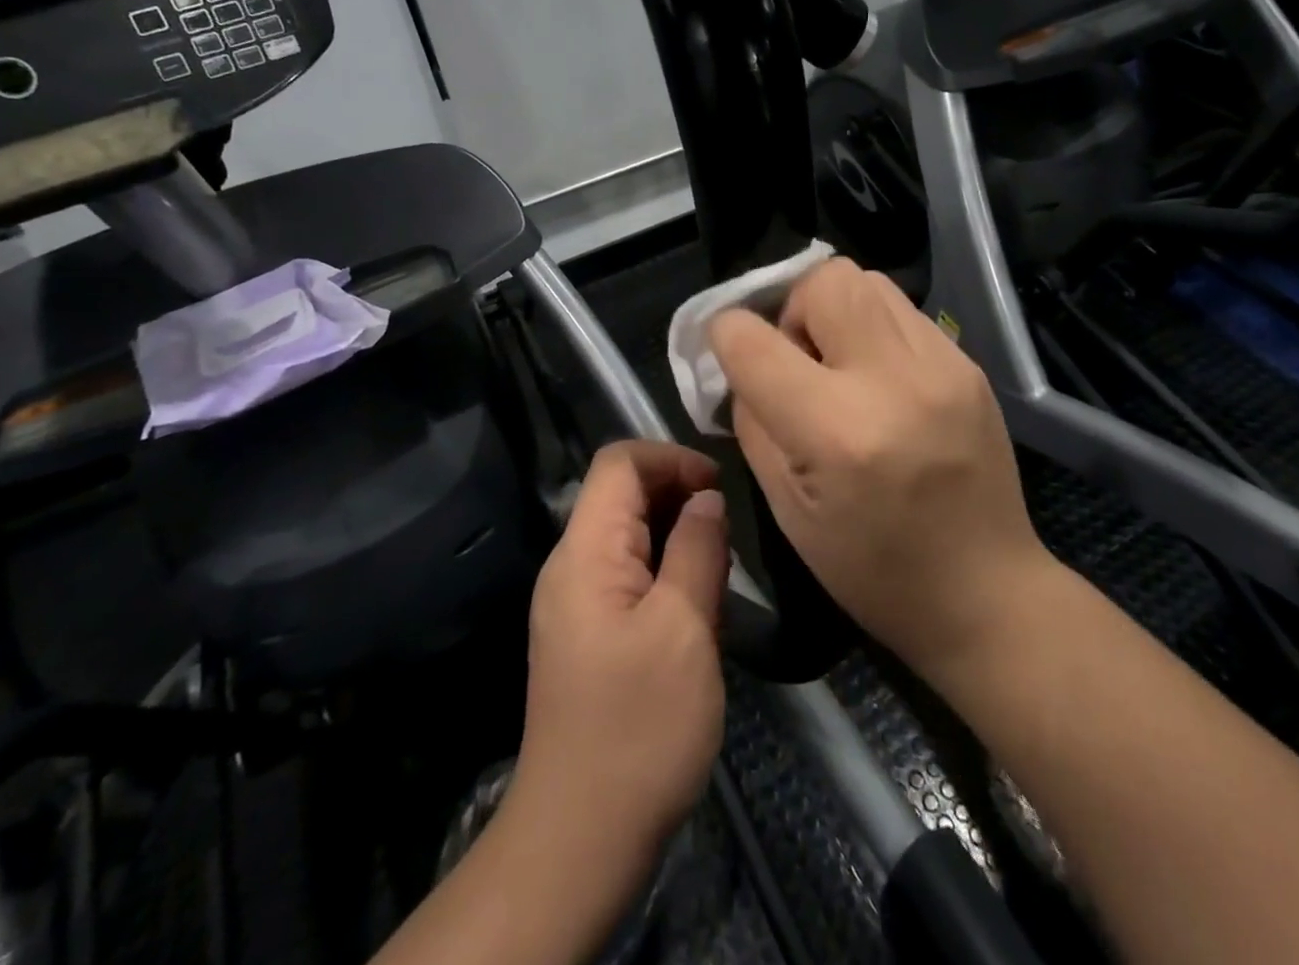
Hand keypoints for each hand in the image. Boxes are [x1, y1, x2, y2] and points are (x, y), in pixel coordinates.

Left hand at [512, 440, 728, 874]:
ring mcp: (575, 602)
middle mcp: (571, 565)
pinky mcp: (587, 634)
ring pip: (628, 534)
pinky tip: (697, 607)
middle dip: (678, 495)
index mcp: (585, 552)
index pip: (619, 462)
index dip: (672, 458)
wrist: (581, 839)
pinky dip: (665, 570)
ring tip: (719, 571)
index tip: (720, 487)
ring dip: (676, 536)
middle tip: (727, 533)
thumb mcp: (684, 629)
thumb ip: (697, 550)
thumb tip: (707, 497)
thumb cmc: (639, 728)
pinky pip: (627, 574)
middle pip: (621, 493)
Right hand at [709, 258, 1052, 680]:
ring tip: (838, 363)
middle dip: (791, 306)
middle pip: (824, 280)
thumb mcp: (787, 509)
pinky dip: (873, 327)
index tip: (727, 350)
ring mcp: (940, 365)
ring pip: (867, 280)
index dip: (724, 335)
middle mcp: (892, 381)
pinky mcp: (967, 364)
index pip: (753, 340)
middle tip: (797, 358)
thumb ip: (753, 423)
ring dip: (834, 310)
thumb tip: (741, 367)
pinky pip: (902, 310)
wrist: (989, 591)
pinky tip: (879, 378)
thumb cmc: (874, 570)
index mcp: (836, 431)